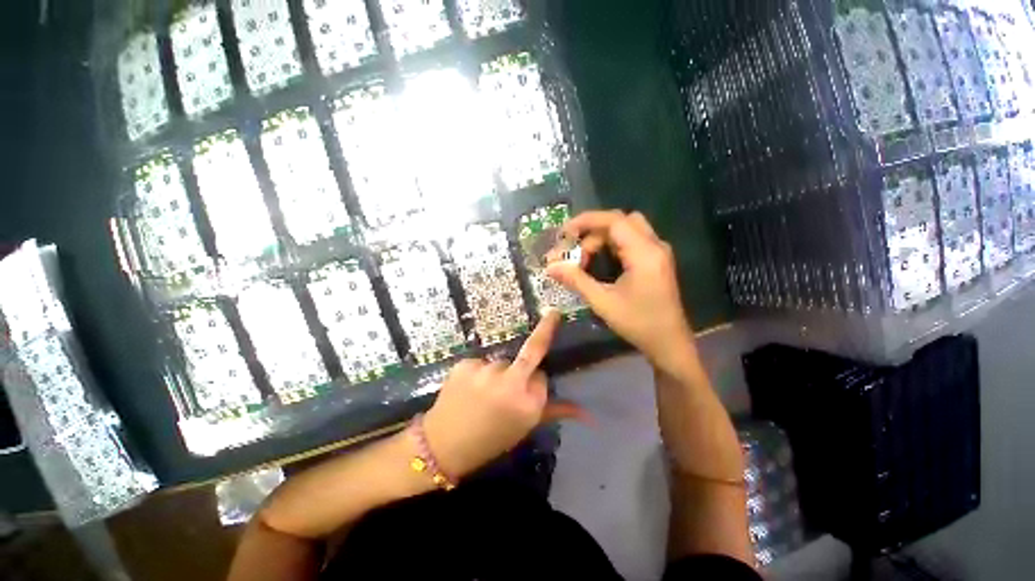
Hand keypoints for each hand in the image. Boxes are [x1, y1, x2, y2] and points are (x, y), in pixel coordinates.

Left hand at [422, 309, 582, 478]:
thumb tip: (589, 414)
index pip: (543, 379)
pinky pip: (479, 364)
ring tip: (481, 395)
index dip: (535, 385)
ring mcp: (486, 371)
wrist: (444, 445)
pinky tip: (467, 390)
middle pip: (530, 354)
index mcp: (530, 404)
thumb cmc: (489, 441)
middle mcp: (511, 383)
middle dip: (544, 331)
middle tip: (554, 314)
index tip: (526, 395)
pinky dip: (477, 374)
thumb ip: (554, 412)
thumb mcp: (523, 429)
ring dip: (497, 373)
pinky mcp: (464, 365)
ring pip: (502, 363)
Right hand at [546, 211, 695, 373]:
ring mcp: (659, 252)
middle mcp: (655, 245)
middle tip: (575, 248)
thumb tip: (550, 266)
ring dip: (605, 237)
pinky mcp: (659, 260)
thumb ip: (577, 280)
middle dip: (595, 230)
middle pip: (622, 220)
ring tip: (586, 259)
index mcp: (644, 252)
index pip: (614, 220)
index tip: (564, 232)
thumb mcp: (604, 303)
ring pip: (629, 229)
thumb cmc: (639, 323)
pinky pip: (636, 240)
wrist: (669, 342)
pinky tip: (603, 263)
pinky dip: (616, 244)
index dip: (586, 221)